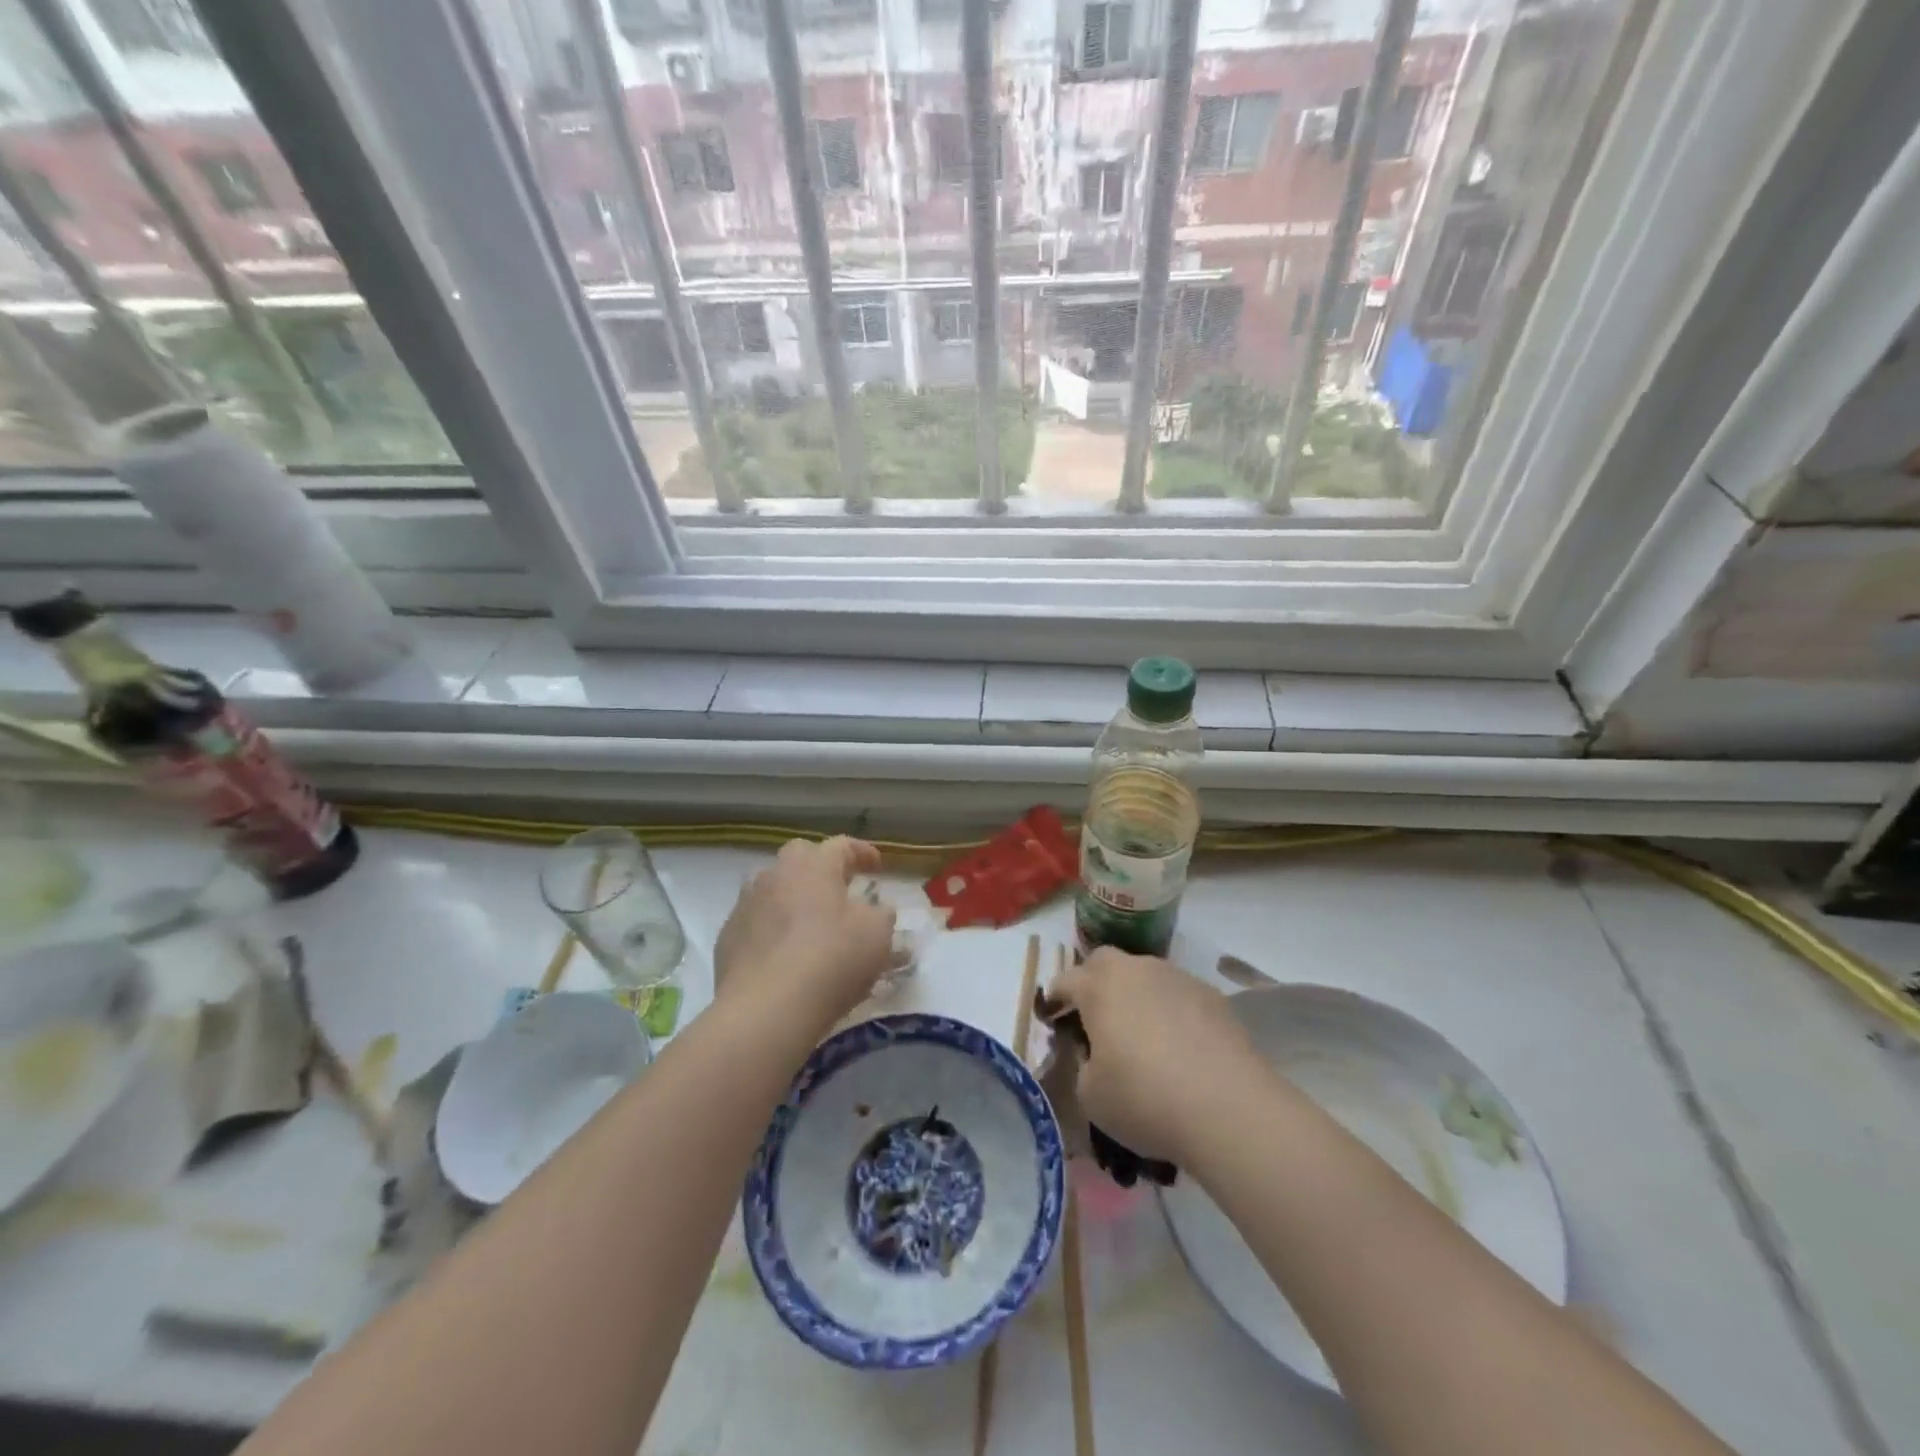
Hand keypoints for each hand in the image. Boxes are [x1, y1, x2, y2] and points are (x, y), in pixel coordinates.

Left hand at [712, 837, 896, 1031]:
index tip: (877, 868)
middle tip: (839, 892)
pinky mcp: (727, 937)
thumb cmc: (832, 960)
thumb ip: (880, 914)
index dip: (862, 854)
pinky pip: (757, 922)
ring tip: (810, 926)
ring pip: (774, 889)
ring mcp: (746, 904)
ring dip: (793, 899)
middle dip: (821, 869)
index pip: (842, 845)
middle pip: (801, 857)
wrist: (766, 1009)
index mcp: (814, 864)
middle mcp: (775, 874)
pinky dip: (772, 930)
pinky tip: (784, 956)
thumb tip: (874, 910)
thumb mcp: (877, 934)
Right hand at [1042, 948, 1262, 1163]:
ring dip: (1136, 996)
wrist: (1228, 1108)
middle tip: (1095, 1017)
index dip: (1055, 998)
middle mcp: (1136, 969)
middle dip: (1094, 982)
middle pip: (1106, 962)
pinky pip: (1178, 996)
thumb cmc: (1144, 1099)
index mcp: (1099, 986)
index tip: (1052, 1016)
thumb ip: (1084, 1065)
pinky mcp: (1213, 997)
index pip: (1066, 980)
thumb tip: (1096, 1055)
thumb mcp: (1091, 1095)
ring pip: (1145, 976)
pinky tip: (1179, 1047)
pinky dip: (1170, 1012)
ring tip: (1141, 1035)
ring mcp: (1178, 978)